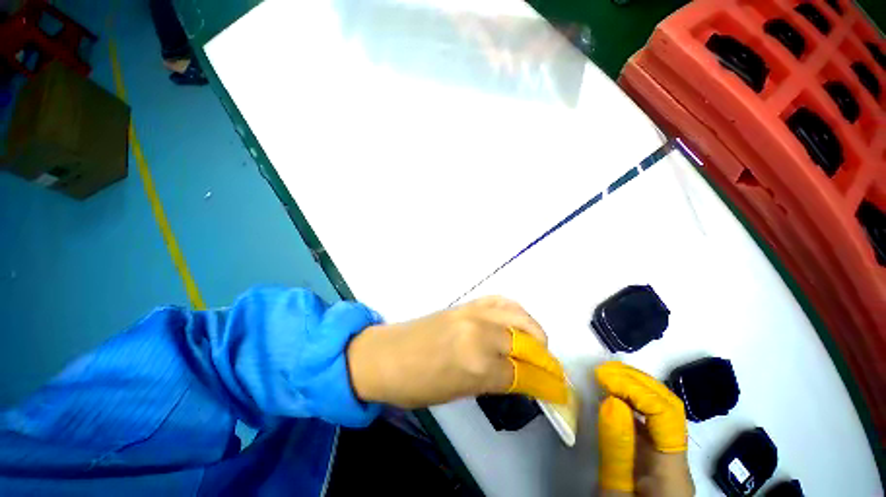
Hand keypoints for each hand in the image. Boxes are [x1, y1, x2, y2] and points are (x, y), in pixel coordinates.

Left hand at [345, 296, 569, 408]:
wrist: (385, 355)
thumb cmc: (416, 385)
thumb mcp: (458, 393)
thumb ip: (492, 381)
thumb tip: (520, 378)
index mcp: (477, 364)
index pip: (525, 375)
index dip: (548, 386)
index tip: (561, 393)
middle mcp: (480, 332)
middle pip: (527, 344)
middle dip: (547, 361)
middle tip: (550, 372)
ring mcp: (473, 312)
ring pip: (519, 317)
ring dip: (535, 333)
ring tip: (537, 347)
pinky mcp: (466, 303)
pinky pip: (500, 302)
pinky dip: (516, 312)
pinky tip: (518, 322)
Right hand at [595, 361, 693, 496]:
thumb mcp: (615, 491)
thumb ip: (616, 449)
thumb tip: (611, 401)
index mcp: (672, 469)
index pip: (665, 414)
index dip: (635, 388)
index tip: (602, 376)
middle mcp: (676, 456)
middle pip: (668, 407)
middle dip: (637, 381)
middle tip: (604, 369)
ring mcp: (668, 455)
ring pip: (660, 411)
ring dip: (634, 387)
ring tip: (606, 376)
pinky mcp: (655, 456)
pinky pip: (647, 422)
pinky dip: (629, 403)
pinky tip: (612, 397)